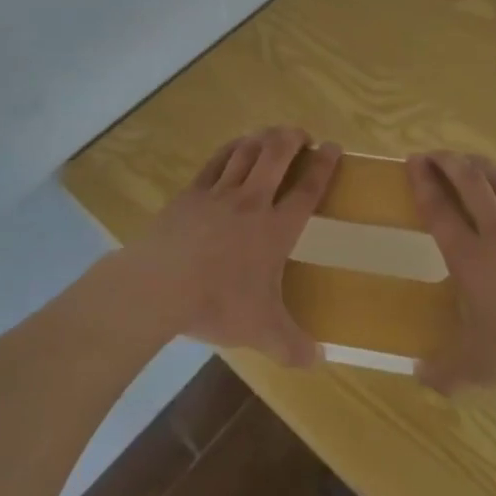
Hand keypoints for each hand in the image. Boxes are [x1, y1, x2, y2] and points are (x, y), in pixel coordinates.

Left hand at [123, 126, 340, 367]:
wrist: (161, 285)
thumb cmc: (217, 304)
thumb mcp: (261, 332)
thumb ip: (293, 346)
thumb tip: (319, 360)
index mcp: (275, 229)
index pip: (308, 189)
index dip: (324, 166)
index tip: (334, 147)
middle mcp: (252, 202)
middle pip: (277, 155)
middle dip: (293, 138)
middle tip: (302, 135)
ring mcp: (219, 193)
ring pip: (247, 151)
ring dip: (263, 138)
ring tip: (272, 135)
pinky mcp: (191, 193)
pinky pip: (216, 161)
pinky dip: (231, 149)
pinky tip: (235, 147)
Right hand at [408, 151, 495, 400]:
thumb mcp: (482, 368)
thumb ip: (446, 370)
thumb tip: (416, 376)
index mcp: (470, 259)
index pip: (439, 210)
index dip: (423, 182)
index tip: (412, 161)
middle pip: (469, 181)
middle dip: (448, 161)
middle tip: (434, 155)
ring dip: (480, 164)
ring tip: (468, 161)